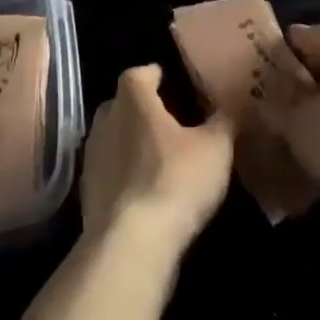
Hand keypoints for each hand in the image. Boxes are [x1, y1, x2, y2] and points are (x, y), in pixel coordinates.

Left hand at [81, 65, 234, 264]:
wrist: (130, 246)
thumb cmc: (175, 180)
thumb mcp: (215, 148)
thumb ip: (224, 121)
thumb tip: (232, 104)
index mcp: (133, 99)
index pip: (139, 73)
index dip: (154, 75)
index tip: (169, 81)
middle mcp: (106, 121)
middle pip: (121, 105)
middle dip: (141, 109)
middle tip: (167, 120)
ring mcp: (92, 159)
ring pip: (113, 139)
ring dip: (131, 144)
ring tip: (158, 157)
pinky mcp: (87, 196)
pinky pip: (108, 173)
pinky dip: (124, 176)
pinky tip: (144, 191)